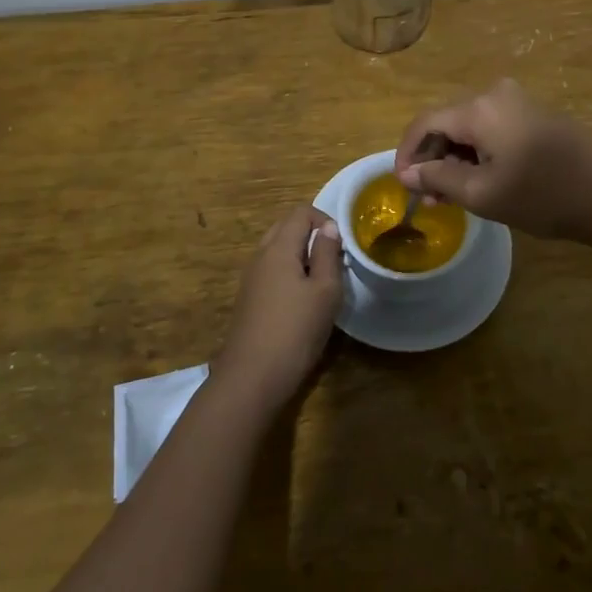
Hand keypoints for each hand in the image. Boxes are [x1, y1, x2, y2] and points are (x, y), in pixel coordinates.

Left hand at [212, 205, 343, 410]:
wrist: (251, 378)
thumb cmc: (295, 330)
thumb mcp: (325, 291)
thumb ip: (327, 254)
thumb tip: (328, 227)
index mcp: (279, 247)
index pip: (300, 212)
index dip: (324, 219)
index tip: (342, 245)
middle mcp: (261, 256)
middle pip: (285, 227)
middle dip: (311, 235)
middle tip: (333, 259)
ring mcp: (251, 278)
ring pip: (277, 250)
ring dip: (300, 255)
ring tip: (322, 281)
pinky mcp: (249, 299)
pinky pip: (271, 271)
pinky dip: (289, 272)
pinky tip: (302, 301)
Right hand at [394, 78, 591, 241]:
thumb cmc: (543, 195)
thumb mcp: (483, 193)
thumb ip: (439, 179)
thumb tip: (408, 172)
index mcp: (479, 108)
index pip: (425, 122)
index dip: (407, 153)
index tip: (403, 185)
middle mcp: (496, 93)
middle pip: (448, 122)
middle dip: (433, 159)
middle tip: (430, 197)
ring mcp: (520, 102)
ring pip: (470, 127)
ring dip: (456, 158)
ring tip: (453, 196)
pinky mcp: (536, 115)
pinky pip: (493, 128)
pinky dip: (479, 153)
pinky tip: (482, 180)